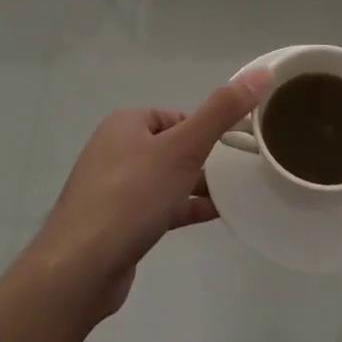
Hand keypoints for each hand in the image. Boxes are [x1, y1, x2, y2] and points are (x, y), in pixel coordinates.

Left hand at [27, 70, 271, 321]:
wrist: (80, 269)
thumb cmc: (132, 197)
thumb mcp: (183, 148)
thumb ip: (222, 111)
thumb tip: (261, 72)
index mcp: (127, 123)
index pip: (177, 116)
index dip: (207, 130)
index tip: (235, 148)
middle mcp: (116, 150)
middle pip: (173, 147)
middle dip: (204, 160)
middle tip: (238, 175)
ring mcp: (113, 189)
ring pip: (166, 179)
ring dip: (197, 186)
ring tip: (235, 196)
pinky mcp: (117, 224)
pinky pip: (158, 207)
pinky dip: (184, 209)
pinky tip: (213, 218)